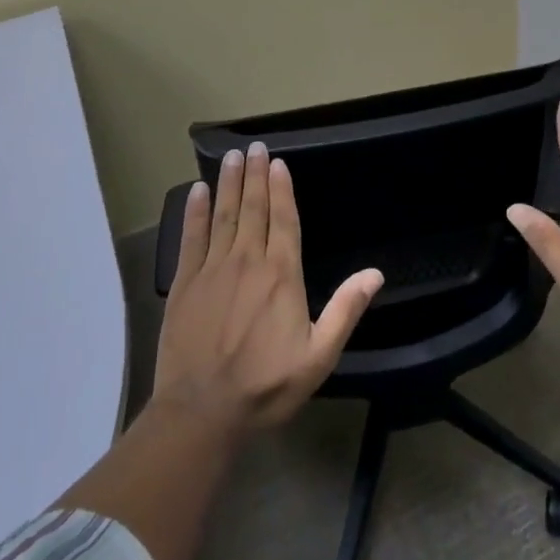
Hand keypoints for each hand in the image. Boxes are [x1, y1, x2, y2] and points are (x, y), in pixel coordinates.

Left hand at [154, 142, 382, 434]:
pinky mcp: (184, 283)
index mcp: (281, 275)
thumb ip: (346, 310)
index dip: (281, 188)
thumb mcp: (319, 356)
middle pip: (252, 208)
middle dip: (254, 175)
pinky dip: (194, 212)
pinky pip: (190, 238)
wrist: (202, 412)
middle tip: (253, 147)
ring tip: (231, 157)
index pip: (283, 220)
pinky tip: (196, 191)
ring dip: (227, 183)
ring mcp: (212, 269)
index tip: (277, 162)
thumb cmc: (266, 386)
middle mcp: (247, 261)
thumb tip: (375, 273)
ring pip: (223, 215)